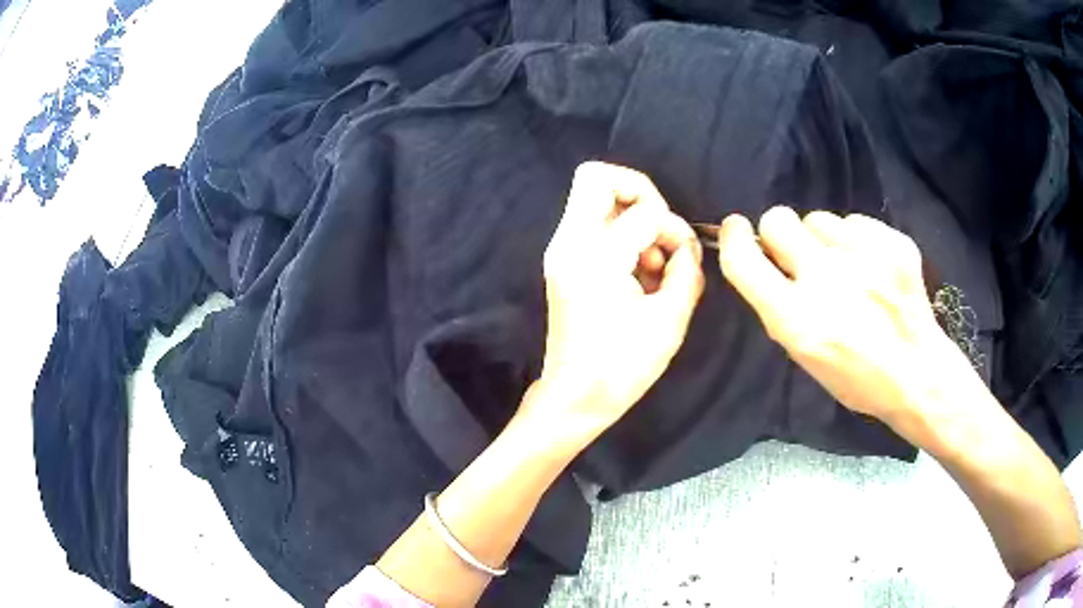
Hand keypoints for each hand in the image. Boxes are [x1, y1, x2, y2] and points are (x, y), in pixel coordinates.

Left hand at [524, 162, 703, 441]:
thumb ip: (687, 272)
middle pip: (596, 177)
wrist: (574, 399)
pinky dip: (621, 235)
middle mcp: (569, 243)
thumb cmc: (621, 367)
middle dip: (640, 193)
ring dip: (632, 217)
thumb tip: (688, 247)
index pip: (643, 212)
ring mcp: (561, 251)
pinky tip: (640, 274)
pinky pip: (593, 224)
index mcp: (594, 256)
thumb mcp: (669, 321)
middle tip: (661, 231)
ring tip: (653, 264)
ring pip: (594, 198)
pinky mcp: (563, 263)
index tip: (685, 260)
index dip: (674, 230)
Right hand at [716, 206, 981, 426]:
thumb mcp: (805, 355)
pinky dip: (857, 240)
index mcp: (797, 319)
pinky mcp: (891, 242)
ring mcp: (863, 256)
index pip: (744, 260)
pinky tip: (873, 267)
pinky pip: (856, 222)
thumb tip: (767, 263)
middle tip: (801, 256)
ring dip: (823, 239)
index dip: (734, 238)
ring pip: (819, 219)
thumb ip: (781, 307)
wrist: (917, 373)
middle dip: (781, 234)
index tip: (735, 229)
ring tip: (846, 267)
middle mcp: (825, 280)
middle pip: (779, 220)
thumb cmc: (857, 377)